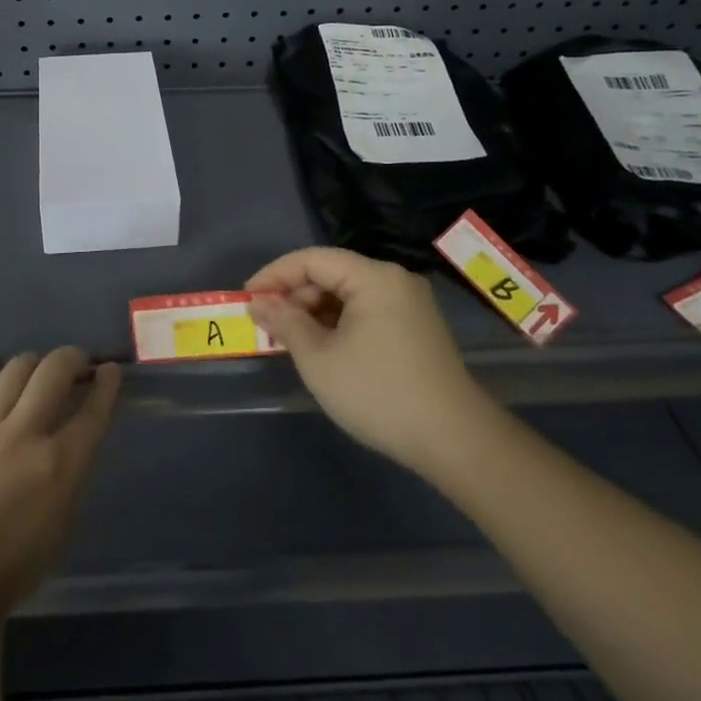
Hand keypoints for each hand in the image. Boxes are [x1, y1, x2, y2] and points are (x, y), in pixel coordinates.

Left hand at [0, 347, 120, 612]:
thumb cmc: (14, 565)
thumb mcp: (63, 521)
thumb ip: (71, 471)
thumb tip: (74, 438)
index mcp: (60, 465)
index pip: (93, 410)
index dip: (108, 384)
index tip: (110, 371)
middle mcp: (25, 435)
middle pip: (55, 370)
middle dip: (73, 358)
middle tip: (77, 363)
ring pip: (15, 368)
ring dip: (34, 364)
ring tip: (37, 372)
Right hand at [248, 247, 478, 474]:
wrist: (454, 441)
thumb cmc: (379, 394)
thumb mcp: (320, 359)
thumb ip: (285, 323)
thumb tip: (258, 302)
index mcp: (374, 278)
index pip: (312, 259)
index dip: (274, 275)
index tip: (246, 299)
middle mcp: (394, 281)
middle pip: (331, 274)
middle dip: (294, 296)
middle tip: (265, 325)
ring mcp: (409, 305)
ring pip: (347, 295)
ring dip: (313, 312)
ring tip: (288, 340)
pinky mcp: (415, 329)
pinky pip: (365, 312)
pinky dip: (337, 324)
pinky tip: (320, 348)